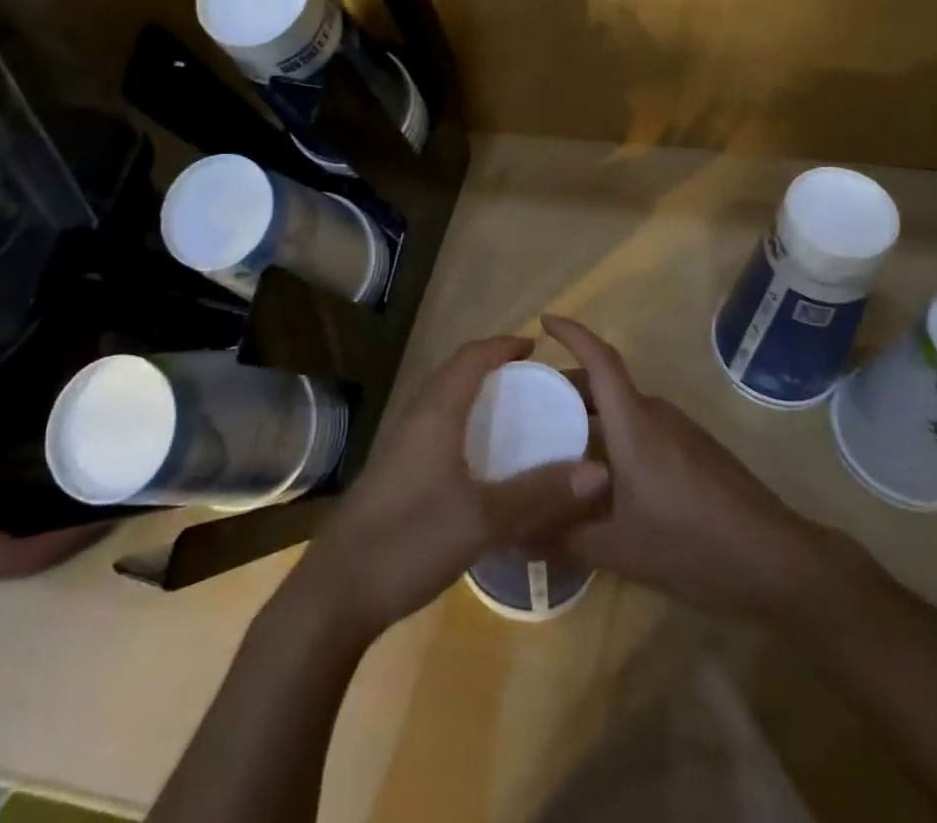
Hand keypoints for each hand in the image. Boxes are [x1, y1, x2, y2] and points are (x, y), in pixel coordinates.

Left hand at [292, 336, 610, 641]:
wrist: (338, 590)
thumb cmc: (409, 539)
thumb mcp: (482, 519)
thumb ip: (538, 493)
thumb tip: (599, 471)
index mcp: (435, 414)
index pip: (470, 358)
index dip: (502, 346)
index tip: (535, 347)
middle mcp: (416, 420)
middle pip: (455, 376)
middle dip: (492, 370)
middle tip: (532, 383)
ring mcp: (401, 449)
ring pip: (443, 405)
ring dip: (476, 399)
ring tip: (514, 418)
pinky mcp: (396, 476)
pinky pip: (436, 432)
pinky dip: (464, 430)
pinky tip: (482, 465)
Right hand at [543, 314, 848, 617]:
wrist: (777, 561)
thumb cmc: (693, 544)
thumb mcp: (620, 550)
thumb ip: (565, 539)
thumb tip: (517, 537)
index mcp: (634, 422)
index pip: (599, 359)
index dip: (571, 333)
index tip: (543, 321)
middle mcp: (656, 413)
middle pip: (606, 383)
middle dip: (567, 385)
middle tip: (530, 404)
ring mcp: (680, 430)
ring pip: (625, 407)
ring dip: (591, 414)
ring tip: (559, 442)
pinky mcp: (696, 450)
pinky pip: (644, 427)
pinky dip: (615, 434)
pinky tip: (604, 474)